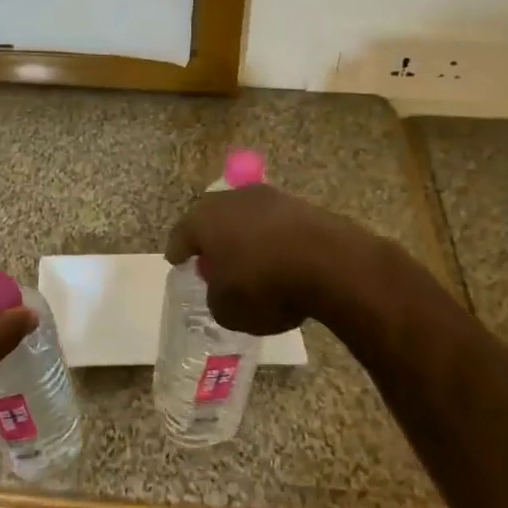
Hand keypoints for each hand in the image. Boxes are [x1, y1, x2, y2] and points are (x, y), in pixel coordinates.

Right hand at [164, 186, 374, 335]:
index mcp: (203, 220)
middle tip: (214, 262)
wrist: (329, 262)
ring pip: (246, 218)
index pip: (180, 236)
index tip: (178, 262)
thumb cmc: (264, 285)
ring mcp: (268, 197)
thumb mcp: (227, 310)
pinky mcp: (300, 205)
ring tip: (252, 263)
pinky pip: (276, 224)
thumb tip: (222, 289)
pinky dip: (274, 239)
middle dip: (212, 239)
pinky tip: (281, 260)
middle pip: (213, 219)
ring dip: (246, 237)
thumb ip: (216, 297)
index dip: (178, 253)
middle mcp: (231, 200)